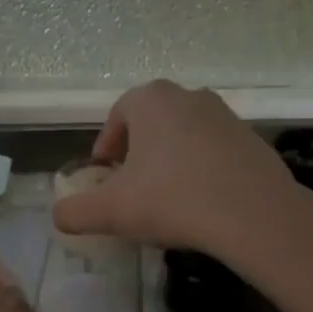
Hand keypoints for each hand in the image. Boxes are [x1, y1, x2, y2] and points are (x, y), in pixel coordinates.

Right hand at [50, 80, 298, 259]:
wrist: (253, 214)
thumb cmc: (172, 200)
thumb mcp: (111, 212)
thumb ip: (75, 212)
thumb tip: (59, 215)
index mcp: (151, 100)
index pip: (117, 116)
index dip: (106, 147)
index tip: (105, 177)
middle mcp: (189, 96)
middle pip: (152, 123)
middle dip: (138, 152)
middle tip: (132, 188)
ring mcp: (226, 115)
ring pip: (185, 136)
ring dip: (171, 160)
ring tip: (168, 198)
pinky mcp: (253, 140)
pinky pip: (215, 152)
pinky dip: (202, 170)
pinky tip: (202, 202)